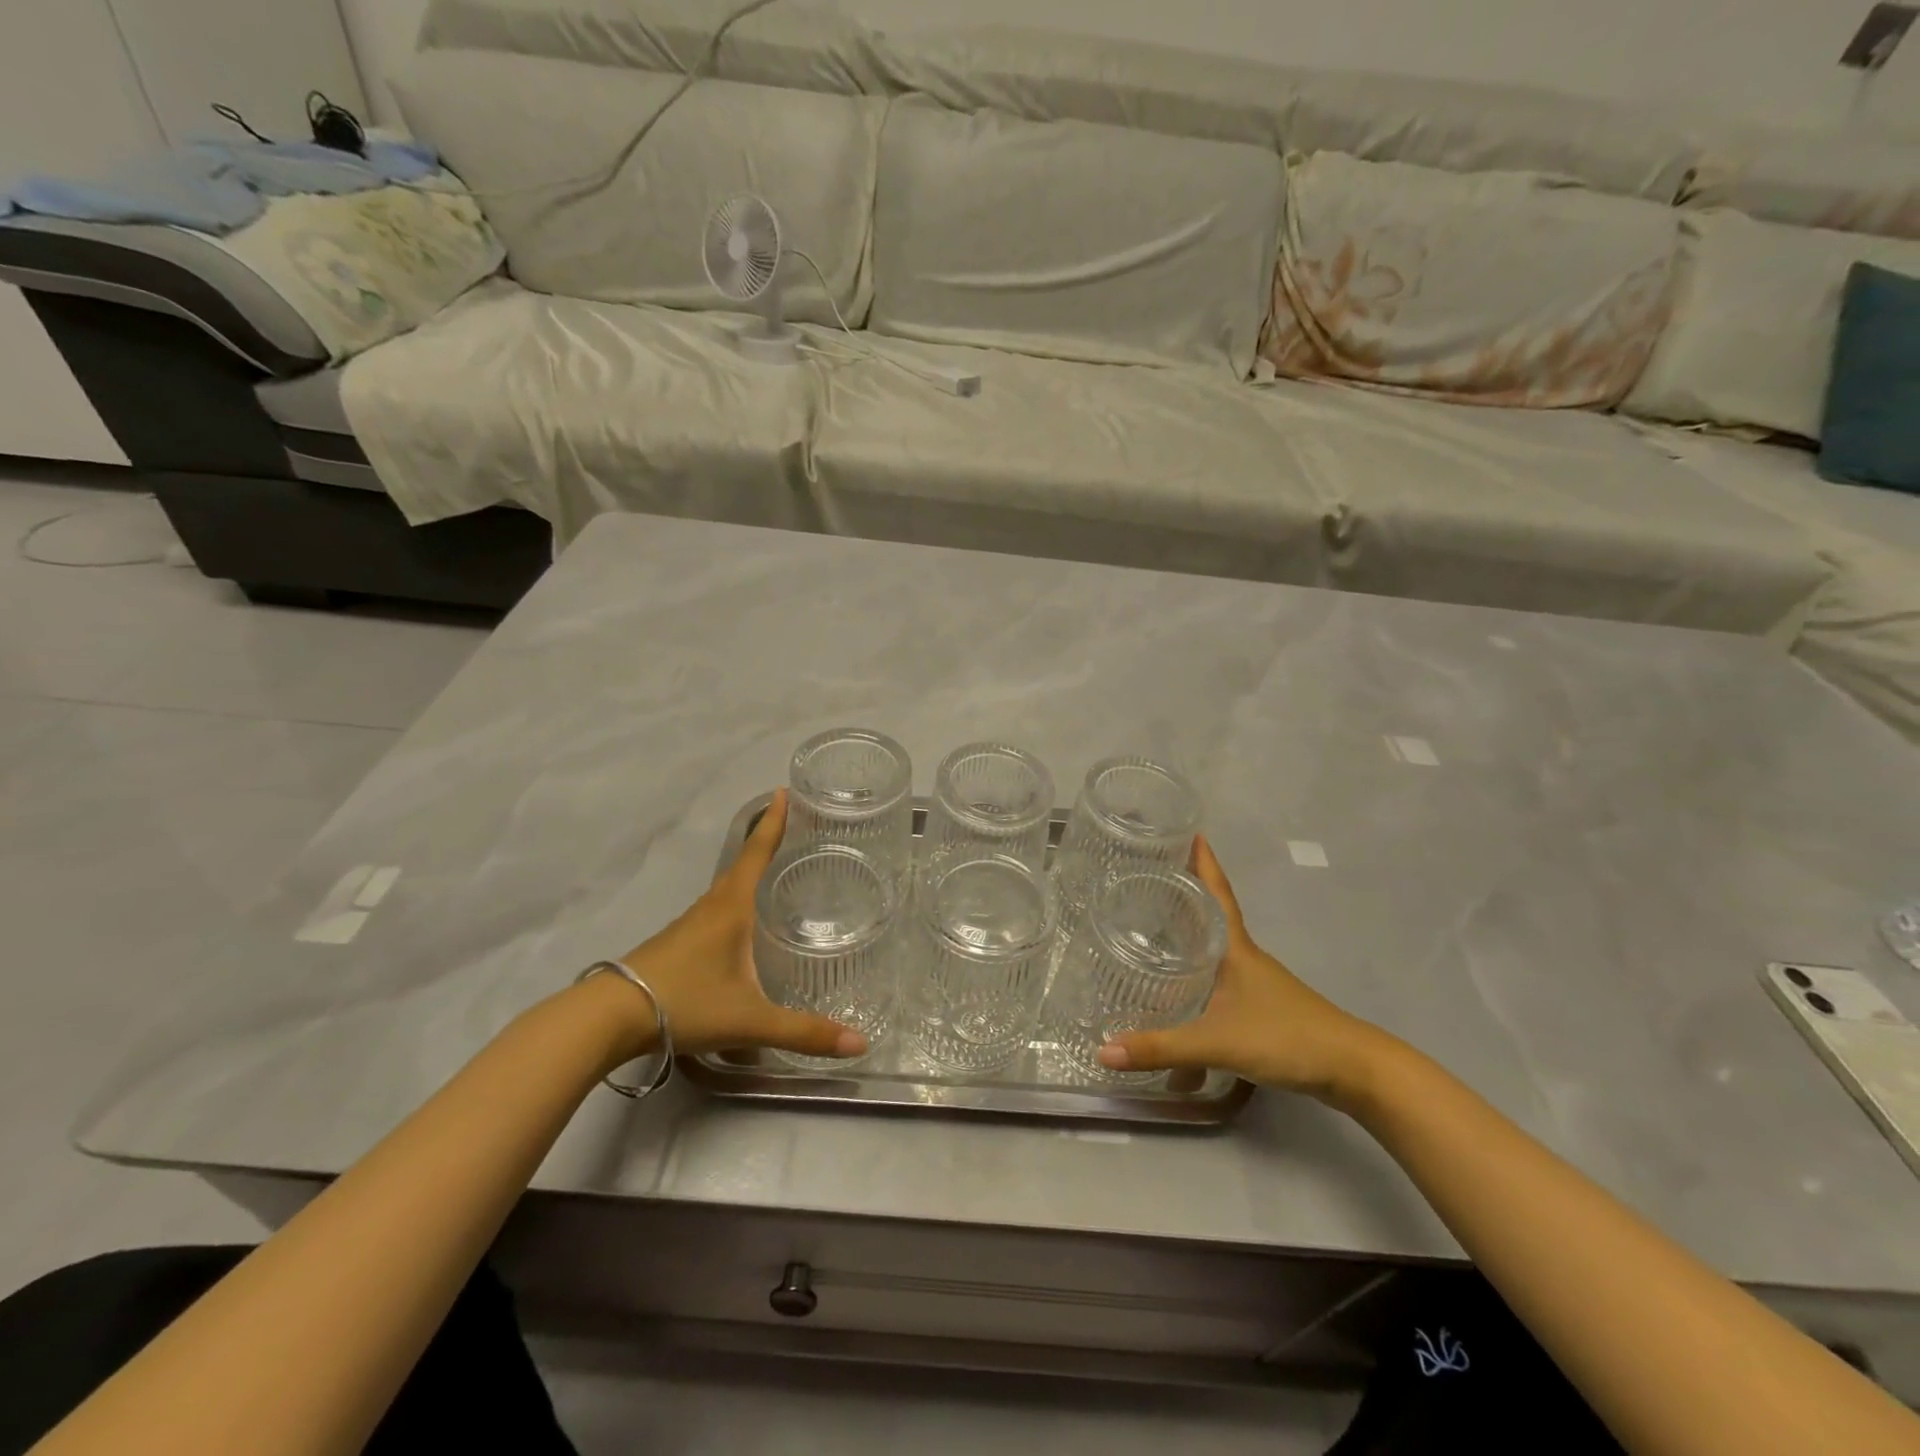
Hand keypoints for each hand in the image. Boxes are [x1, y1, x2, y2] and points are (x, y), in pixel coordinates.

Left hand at [611, 789, 866, 1063]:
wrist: (608, 1018)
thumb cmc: (685, 1003)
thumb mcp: (750, 1020)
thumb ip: (804, 1032)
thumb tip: (860, 1045)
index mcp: (731, 908)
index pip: (756, 854)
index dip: (773, 823)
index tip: (783, 792)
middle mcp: (711, 907)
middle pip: (741, 866)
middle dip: (764, 843)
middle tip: (790, 828)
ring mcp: (688, 925)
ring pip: (725, 890)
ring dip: (747, 873)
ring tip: (772, 873)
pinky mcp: (675, 944)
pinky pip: (713, 911)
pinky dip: (733, 902)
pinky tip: (740, 925)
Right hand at [1098, 836, 1390, 1105]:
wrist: (1352, 1070)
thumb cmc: (1286, 1038)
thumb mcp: (1218, 1042)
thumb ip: (1161, 1048)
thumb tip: (1102, 1051)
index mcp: (1235, 948)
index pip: (1217, 893)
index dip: (1204, 862)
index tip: (1189, 831)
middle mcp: (1244, 956)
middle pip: (1210, 913)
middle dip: (1183, 892)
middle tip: (1147, 875)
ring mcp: (1255, 981)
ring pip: (1214, 945)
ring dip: (1189, 931)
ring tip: (1152, 924)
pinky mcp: (1261, 1006)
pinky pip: (1219, 975)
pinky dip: (1197, 970)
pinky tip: (1180, 988)